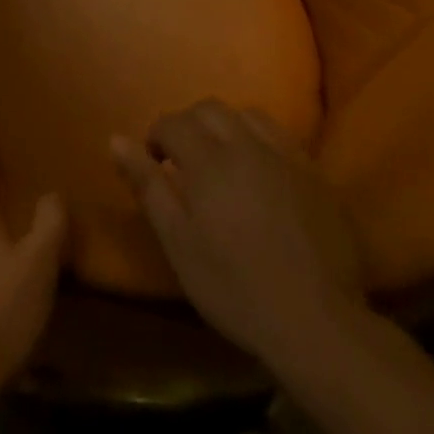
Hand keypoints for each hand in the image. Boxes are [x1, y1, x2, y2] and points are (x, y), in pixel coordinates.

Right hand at [112, 100, 363, 367]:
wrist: (318, 325)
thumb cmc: (236, 288)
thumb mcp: (178, 243)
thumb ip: (147, 185)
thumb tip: (115, 139)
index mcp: (208, 159)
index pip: (172, 122)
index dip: (157, 137)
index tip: (155, 164)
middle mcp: (245, 144)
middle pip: (209, 109)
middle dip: (189, 124)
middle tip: (185, 160)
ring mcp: (283, 156)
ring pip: (246, 115)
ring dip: (226, 127)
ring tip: (223, 159)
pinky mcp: (314, 173)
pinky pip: (280, 136)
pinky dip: (260, 140)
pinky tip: (260, 169)